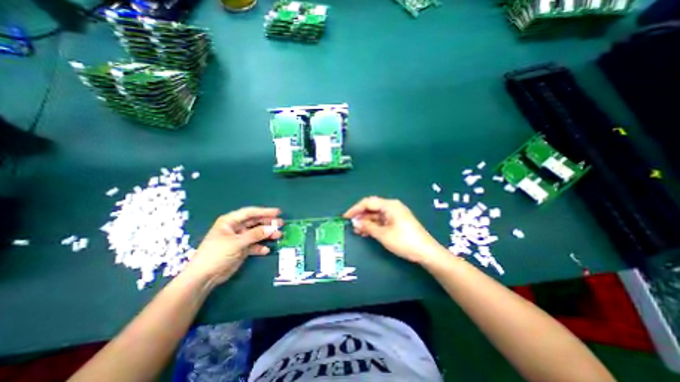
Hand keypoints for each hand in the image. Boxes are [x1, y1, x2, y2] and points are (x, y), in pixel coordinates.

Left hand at [181, 208, 282, 284]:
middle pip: (255, 222)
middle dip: (268, 223)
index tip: (278, 212)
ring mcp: (239, 239)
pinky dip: (260, 247)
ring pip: (256, 233)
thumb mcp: (236, 242)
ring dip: (267, 235)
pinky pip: (254, 245)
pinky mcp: (241, 249)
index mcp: (230, 221)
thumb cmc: (216, 254)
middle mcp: (236, 228)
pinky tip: (266, 250)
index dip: (264, 211)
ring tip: (278, 235)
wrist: (204, 277)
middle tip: (281, 224)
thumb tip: (271, 229)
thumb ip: (255, 234)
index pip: (250, 213)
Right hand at [342, 197, 444, 262]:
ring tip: (358, 231)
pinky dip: (374, 225)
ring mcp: (395, 214)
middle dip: (361, 216)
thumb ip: (367, 226)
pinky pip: (382, 220)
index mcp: (389, 205)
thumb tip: (355, 222)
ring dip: (367, 221)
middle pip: (372, 207)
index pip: (368, 202)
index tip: (345, 217)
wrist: (426, 252)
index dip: (355, 209)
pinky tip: (367, 232)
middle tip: (352, 226)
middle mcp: (392, 206)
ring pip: (376, 214)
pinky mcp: (397, 221)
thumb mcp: (383, 234)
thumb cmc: (404, 241)